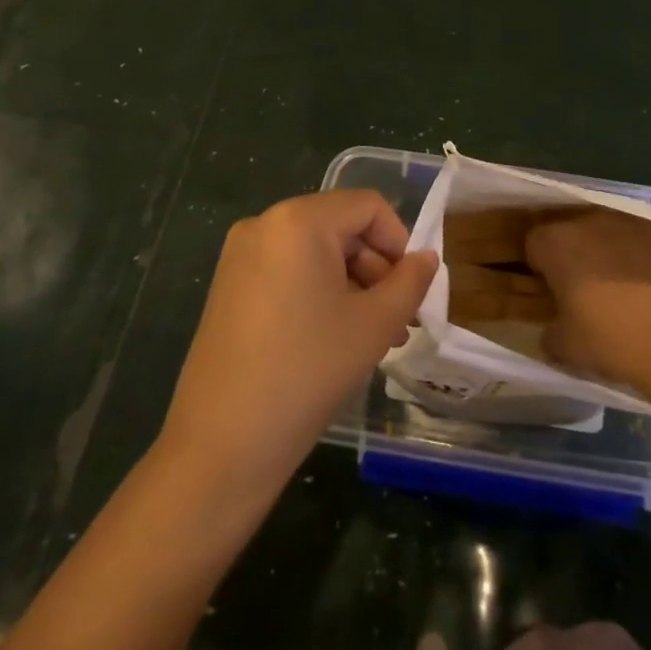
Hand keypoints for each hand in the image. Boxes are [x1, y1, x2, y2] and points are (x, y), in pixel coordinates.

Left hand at [157, 190, 437, 494]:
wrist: (223, 443)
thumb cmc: (308, 371)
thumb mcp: (375, 324)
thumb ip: (410, 282)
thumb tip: (427, 257)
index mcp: (298, 220)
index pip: (368, 206)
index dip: (400, 241)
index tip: (412, 290)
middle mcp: (264, 224)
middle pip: (340, 227)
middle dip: (377, 269)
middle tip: (398, 321)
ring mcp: (241, 256)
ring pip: (316, 253)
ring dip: (352, 285)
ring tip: (374, 337)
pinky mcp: (228, 286)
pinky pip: (289, 272)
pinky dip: (319, 294)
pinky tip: (335, 339)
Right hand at [525, 209, 650, 389]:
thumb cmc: (610, 339)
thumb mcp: (565, 348)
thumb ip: (549, 334)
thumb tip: (552, 331)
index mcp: (555, 243)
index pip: (534, 244)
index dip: (541, 267)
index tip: (553, 291)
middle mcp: (588, 221)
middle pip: (572, 231)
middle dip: (575, 254)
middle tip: (586, 290)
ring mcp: (630, 221)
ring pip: (609, 231)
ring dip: (609, 250)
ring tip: (624, 286)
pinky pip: (645, 238)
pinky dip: (645, 254)